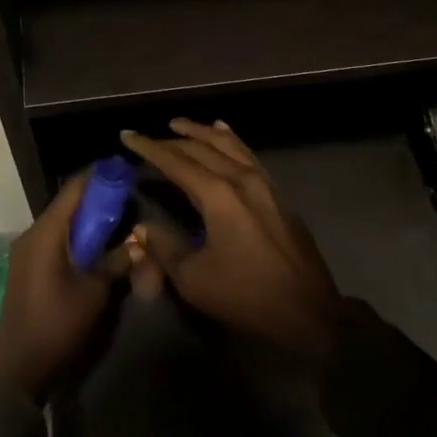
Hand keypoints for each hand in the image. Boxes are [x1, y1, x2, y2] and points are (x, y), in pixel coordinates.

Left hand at [0, 170, 132, 401]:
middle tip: (127, 197)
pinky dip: (75, 235)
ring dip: (86, 219)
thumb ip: (116, 261)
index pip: (74, 189)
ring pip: (60, 221)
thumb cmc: (57, 326)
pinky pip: (54, 238)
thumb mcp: (94, 293)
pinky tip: (95, 245)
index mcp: (45, 233)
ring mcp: (25, 250)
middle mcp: (31, 234)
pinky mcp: (26, 266)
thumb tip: (138, 242)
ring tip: (117, 219)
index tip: (124, 171)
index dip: (100, 177)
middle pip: (67, 203)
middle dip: (96, 198)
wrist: (18, 370)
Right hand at [120, 119, 341, 361]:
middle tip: (148, 136)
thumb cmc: (246, 297)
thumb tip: (144, 228)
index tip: (127, 135)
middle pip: (201, 148)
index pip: (176, 162)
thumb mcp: (194, 280)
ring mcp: (264, 183)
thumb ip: (164, 248)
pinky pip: (248, 154)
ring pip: (228, 144)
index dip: (149, 148)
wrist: (309, 313)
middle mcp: (241, 178)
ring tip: (181, 124)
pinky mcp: (277, 193)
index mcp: (218, 195)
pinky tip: (224, 134)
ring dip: (202, 132)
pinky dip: (230, 140)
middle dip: (172, 140)